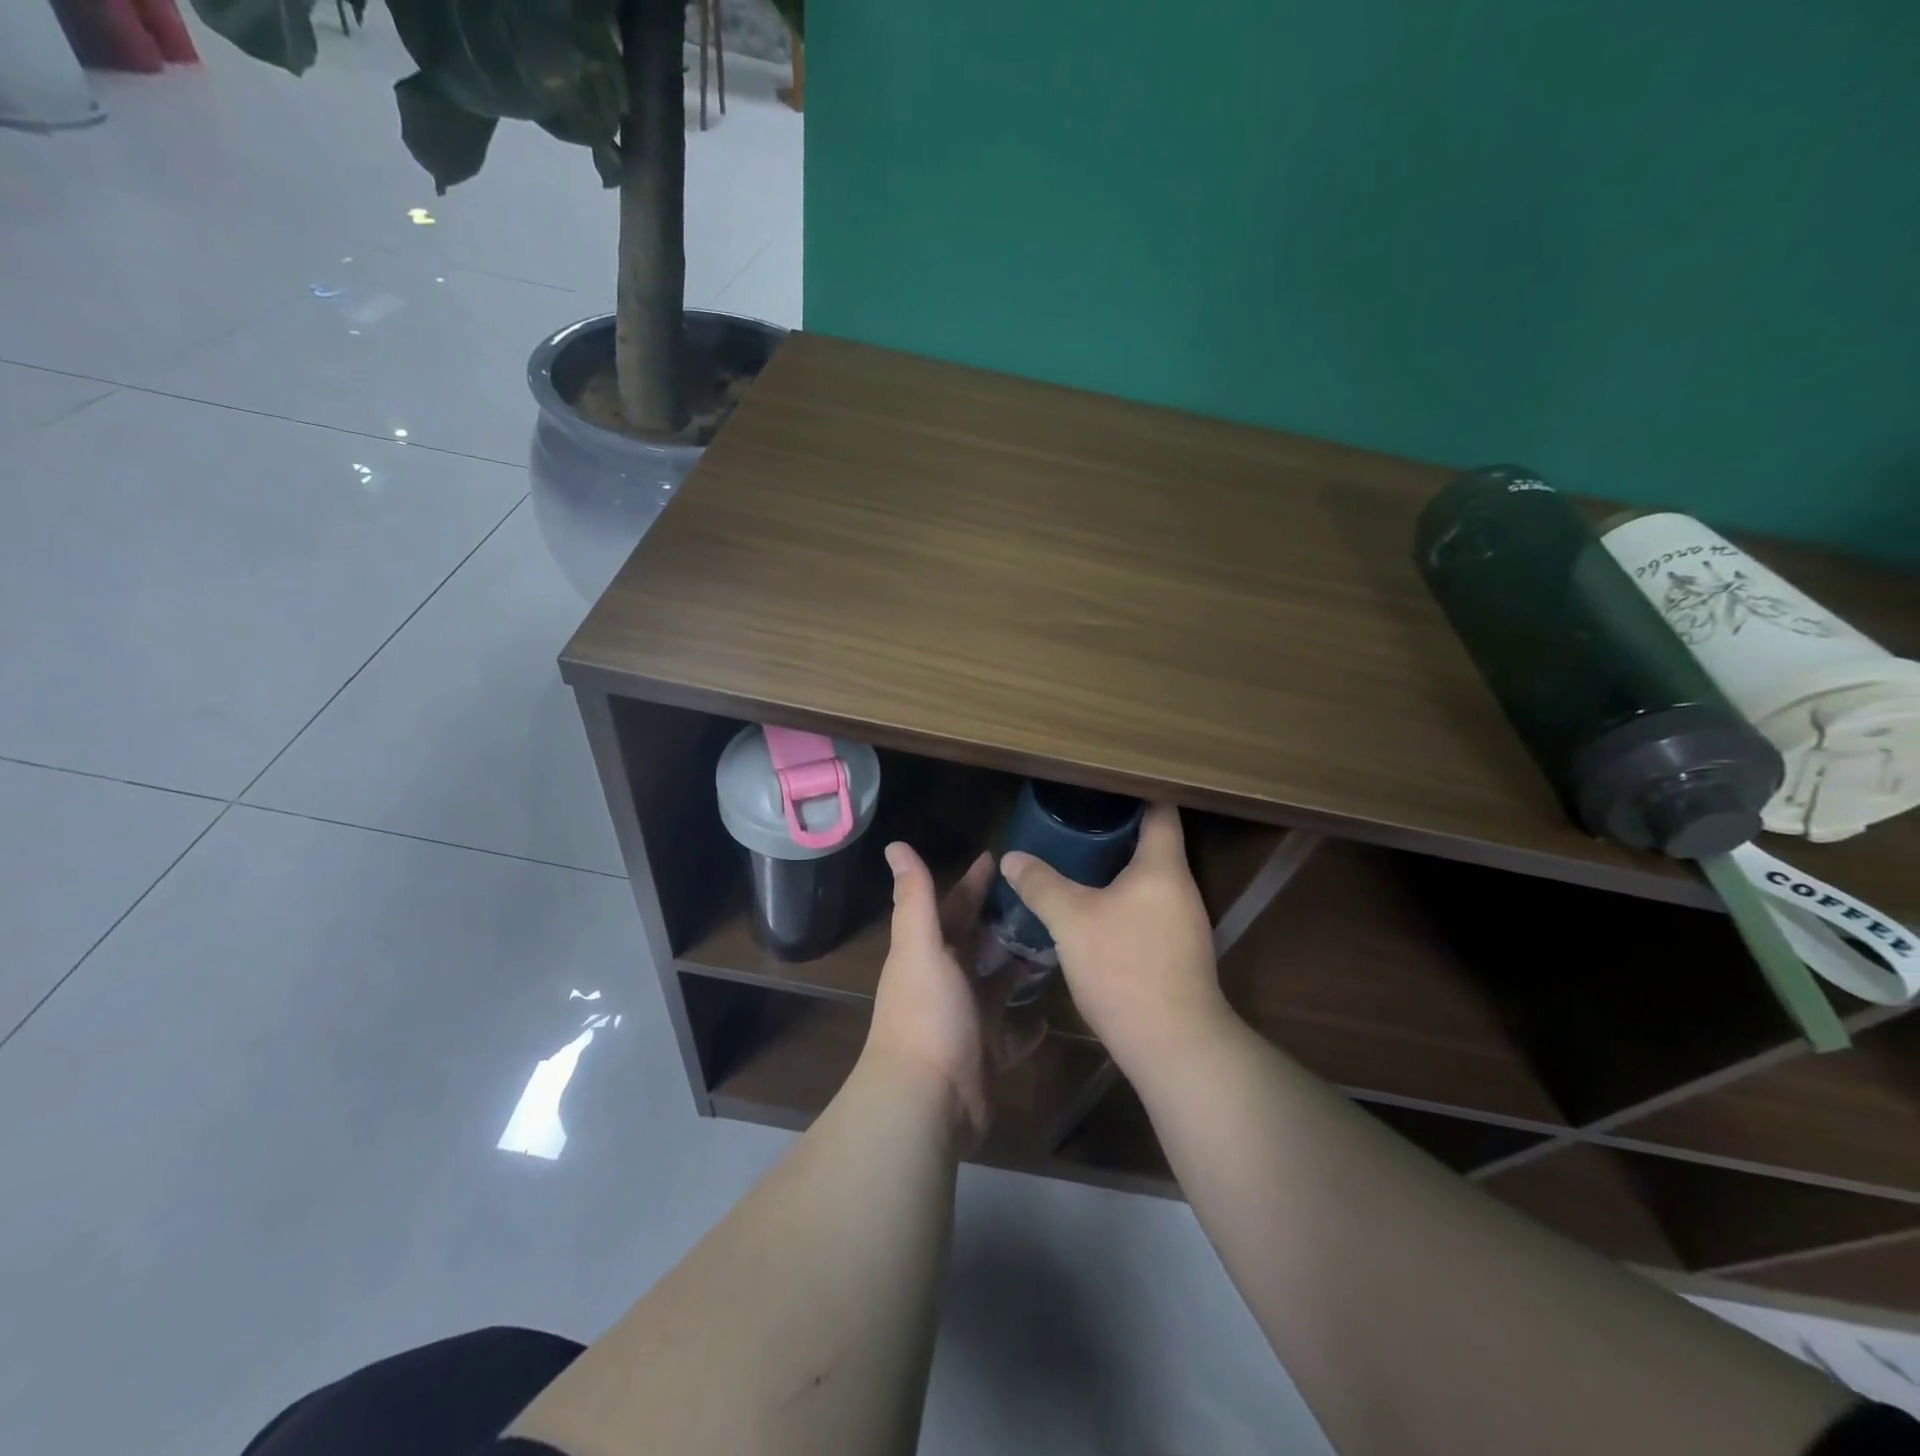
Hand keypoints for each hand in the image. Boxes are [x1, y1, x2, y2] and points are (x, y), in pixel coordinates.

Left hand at [864, 844, 1033, 1146]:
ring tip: (1057, 948)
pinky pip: (1011, 1035)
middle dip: (1003, 921)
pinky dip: (1027, 1026)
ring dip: (1018, 968)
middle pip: (978, 944)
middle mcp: (946, 982)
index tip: (1000, 858)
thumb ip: (915, 897)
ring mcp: (967, 1020)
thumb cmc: (927, 1014)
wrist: (927, 1100)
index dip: (974, 882)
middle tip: (1043, 899)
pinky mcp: (987, 1055)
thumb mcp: (921, 947)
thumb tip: (895, 845)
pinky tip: (1050, 1015)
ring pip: (997, 986)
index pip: (954, 907)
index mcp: (929, 953)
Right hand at [1000, 802, 1231, 1077]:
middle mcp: (1181, 887)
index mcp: (1162, 867)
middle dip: (1117, 828)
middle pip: (1154, 842)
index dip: (1136, 789)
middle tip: (1076, 816)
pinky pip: (1149, 906)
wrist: (1173, 1044)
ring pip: (1150, 878)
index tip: (1104, 780)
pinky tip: (1094, 907)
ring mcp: (1184, 921)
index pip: (1160, 809)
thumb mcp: (1072, 921)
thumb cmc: (1125, 968)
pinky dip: (1124, 897)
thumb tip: (1011, 858)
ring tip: (1078, 856)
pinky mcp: (1179, 951)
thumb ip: (1041, 885)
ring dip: (1119, 865)